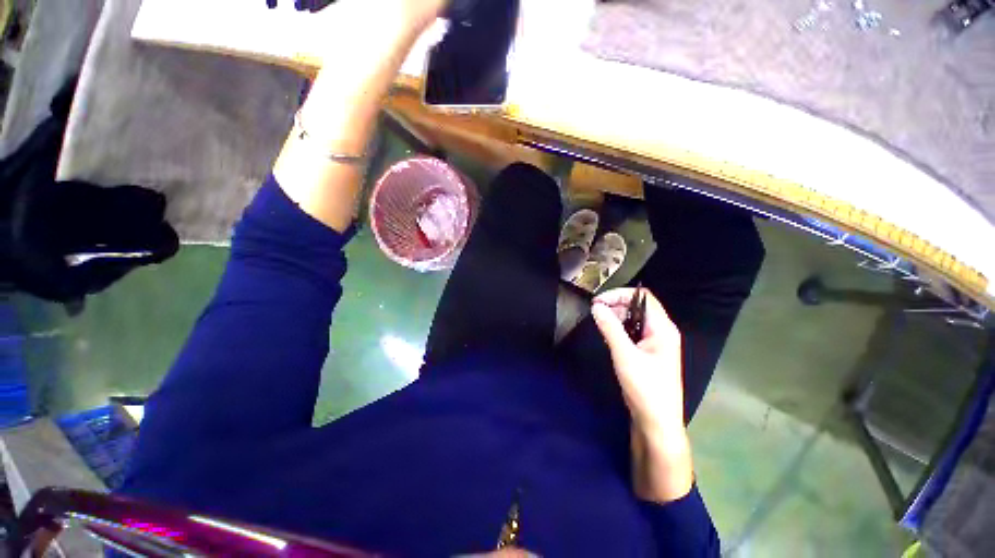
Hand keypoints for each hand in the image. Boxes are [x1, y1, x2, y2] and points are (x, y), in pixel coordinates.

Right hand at [591, 288, 693, 502]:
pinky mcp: (647, 352)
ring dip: (616, 316)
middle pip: (638, 306)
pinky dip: (618, 328)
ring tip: (599, 321)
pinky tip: (608, 334)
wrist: (657, 423)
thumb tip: (596, 306)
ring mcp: (655, 342)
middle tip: (595, 311)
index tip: (598, 302)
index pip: (643, 297)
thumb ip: (610, 328)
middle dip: (616, 304)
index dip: (620, 295)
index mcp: (663, 329)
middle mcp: (661, 331)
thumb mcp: (625, 356)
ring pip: (633, 319)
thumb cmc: (645, 388)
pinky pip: (632, 331)